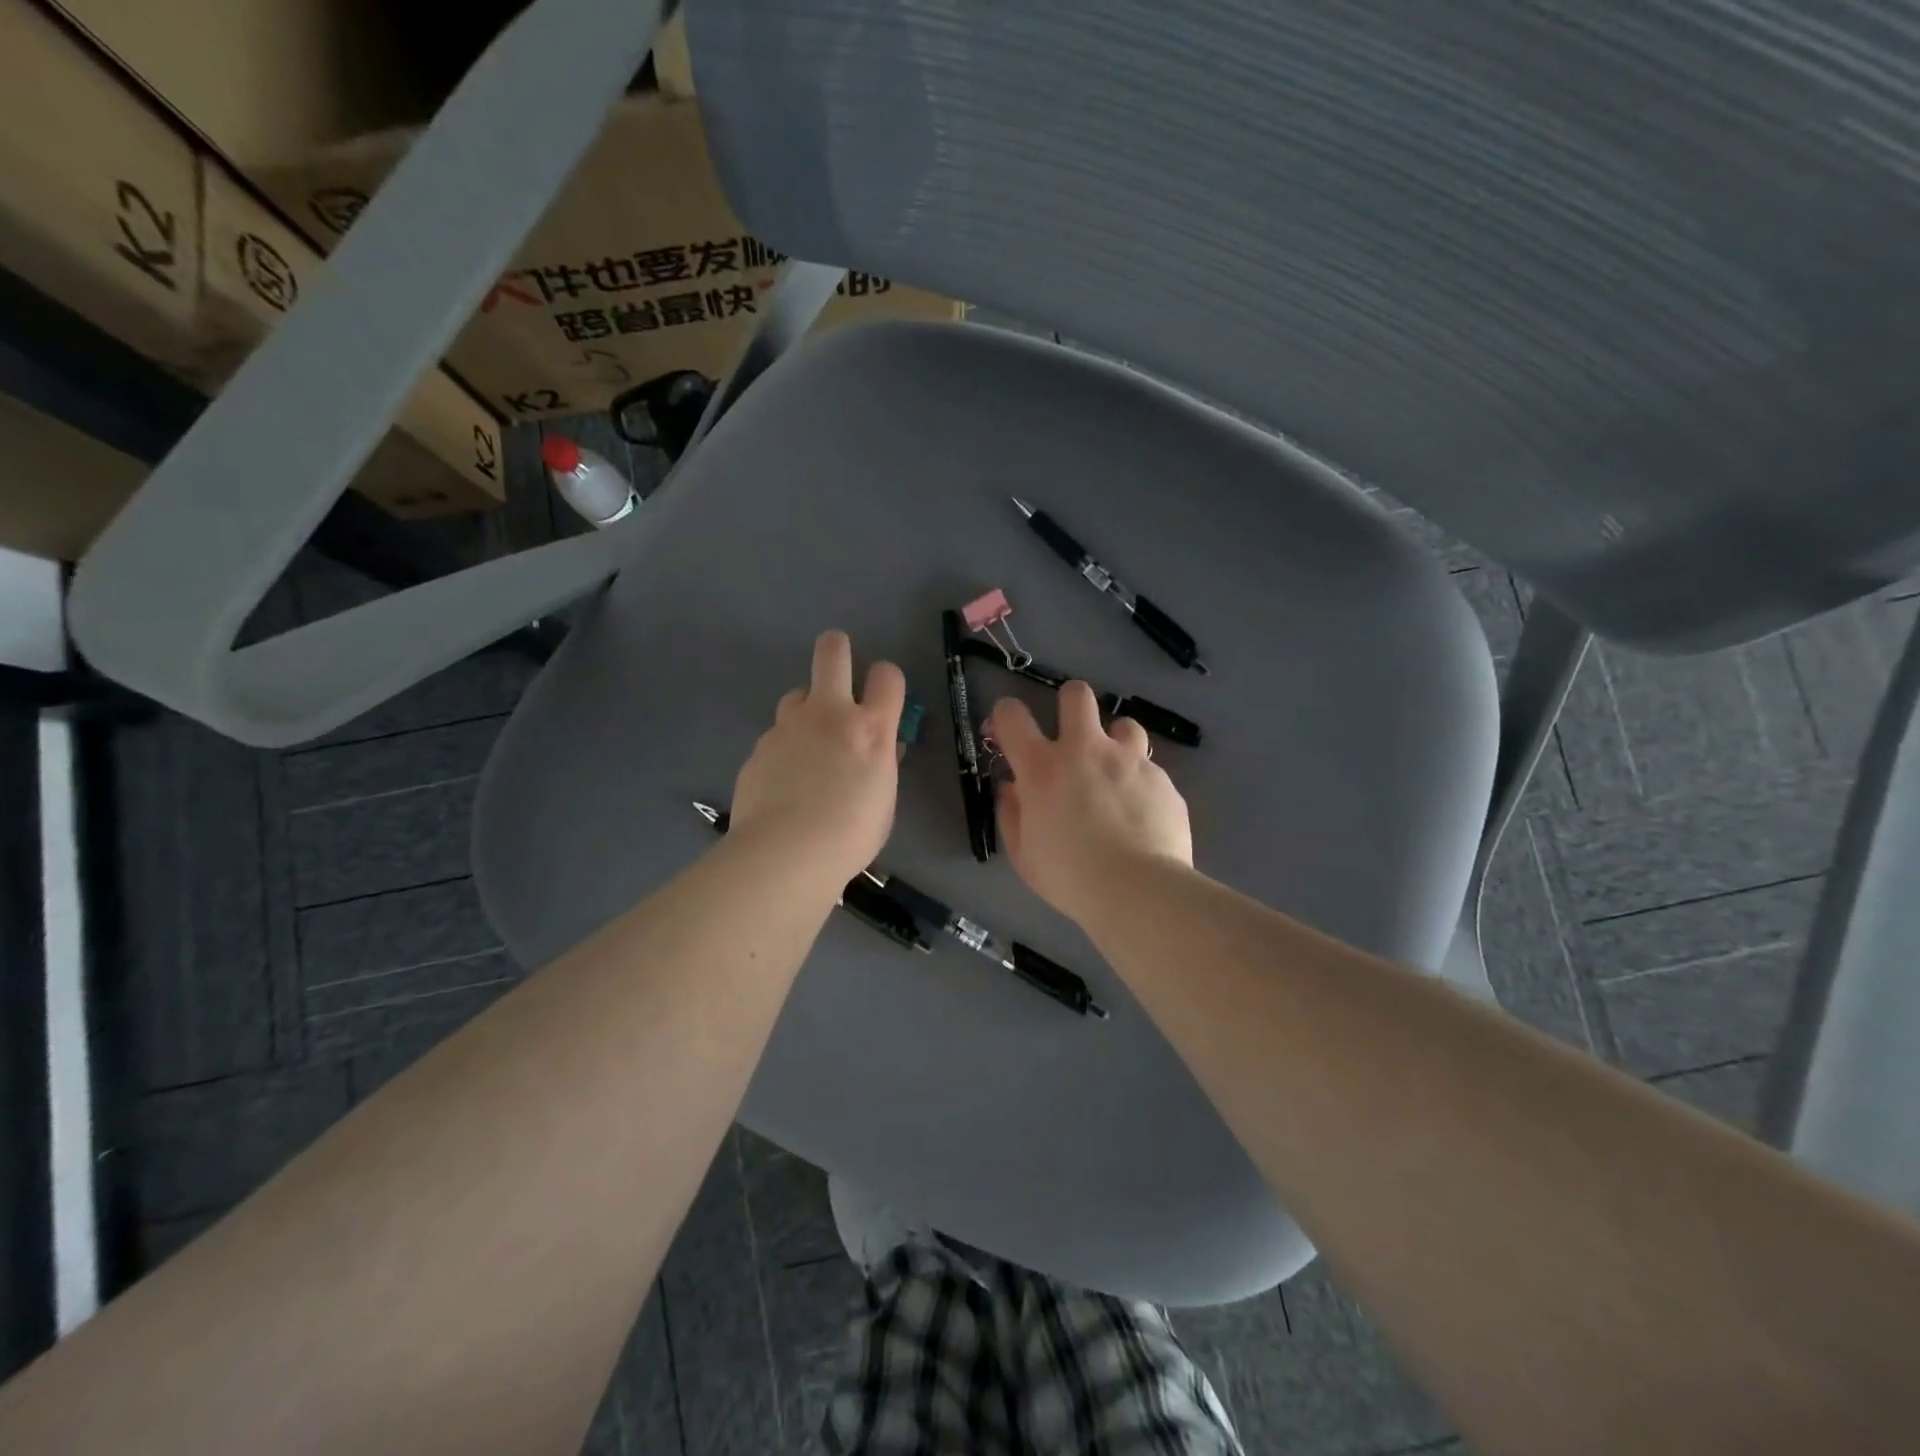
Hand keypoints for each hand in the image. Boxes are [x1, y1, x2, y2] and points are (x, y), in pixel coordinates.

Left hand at [730, 631, 905, 889]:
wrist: (786, 853)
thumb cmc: (851, 835)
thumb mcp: (883, 802)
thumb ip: (882, 766)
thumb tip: (883, 749)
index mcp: (870, 729)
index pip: (888, 676)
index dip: (887, 678)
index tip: (882, 693)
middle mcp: (829, 715)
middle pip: (832, 651)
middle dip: (837, 648)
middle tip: (838, 667)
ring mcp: (789, 726)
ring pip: (797, 694)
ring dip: (806, 709)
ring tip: (808, 744)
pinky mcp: (759, 746)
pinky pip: (776, 735)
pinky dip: (784, 748)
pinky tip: (783, 781)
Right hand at [988, 684, 1192, 925]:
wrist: (1139, 891)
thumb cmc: (1070, 877)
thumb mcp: (1023, 854)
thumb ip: (1012, 814)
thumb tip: (1011, 789)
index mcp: (1042, 768)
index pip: (1011, 715)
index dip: (1005, 716)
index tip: (1008, 733)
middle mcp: (1085, 750)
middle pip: (1076, 695)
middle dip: (1069, 705)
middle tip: (1071, 737)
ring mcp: (1128, 760)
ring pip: (1123, 723)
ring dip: (1115, 741)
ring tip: (1114, 772)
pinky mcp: (1161, 778)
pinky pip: (1148, 767)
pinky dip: (1139, 781)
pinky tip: (1140, 811)